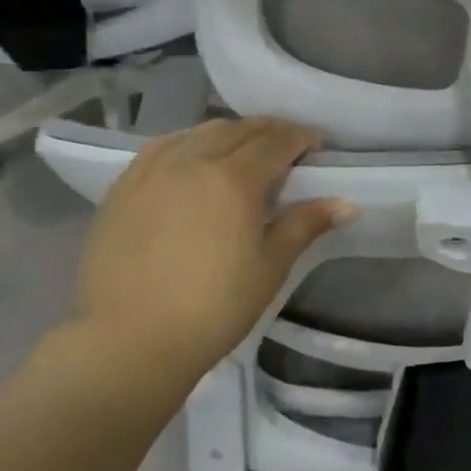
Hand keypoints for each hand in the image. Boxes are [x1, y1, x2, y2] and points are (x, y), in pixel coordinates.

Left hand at [71, 117, 353, 379]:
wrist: (125, 341)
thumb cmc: (212, 308)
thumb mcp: (270, 267)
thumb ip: (305, 225)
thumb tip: (346, 204)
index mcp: (234, 178)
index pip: (277, 141)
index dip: (302, 139)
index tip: (318, 149)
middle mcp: (193, 160)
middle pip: (240, 129)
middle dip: (271, 132)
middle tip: (289, 151)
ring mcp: (153, 170)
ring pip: (200, 132)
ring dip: (232, 134)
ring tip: (244, 154)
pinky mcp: (124, 186)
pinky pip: (165, 147)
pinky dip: (191, 143)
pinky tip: (194, 162)